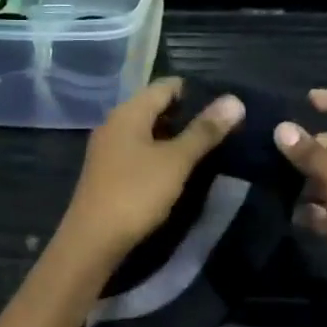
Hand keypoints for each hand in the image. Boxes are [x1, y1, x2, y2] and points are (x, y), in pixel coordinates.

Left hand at [57, 79, 242, 264]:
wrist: (92, 241)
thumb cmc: (136, 193)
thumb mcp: (176, 161)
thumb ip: (204, 131)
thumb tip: (234, 100)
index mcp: (128, 112)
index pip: (165, 85)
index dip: (194, 90)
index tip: (223, 103)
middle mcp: (114, 123)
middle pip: (154, 106)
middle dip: (186, 113)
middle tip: (220, 126)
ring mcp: (108, 148)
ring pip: (146, 130)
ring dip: (173, 135)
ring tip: (205, 146)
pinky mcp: (107, 172)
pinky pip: (138, 150)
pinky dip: (159, 152)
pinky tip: (176, 168)